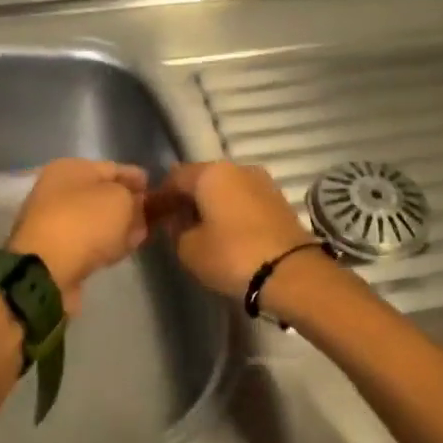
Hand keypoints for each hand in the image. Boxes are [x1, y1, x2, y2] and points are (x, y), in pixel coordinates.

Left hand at [7, 159, 149, 313]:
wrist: (46, 270)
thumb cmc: (85, 222)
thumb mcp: (120, 199)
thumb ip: (134, 199)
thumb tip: (136, 205)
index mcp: (69, 168)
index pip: (111, 168)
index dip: (136, 177)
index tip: (156, 188)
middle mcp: (57, 190)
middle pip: (101, 194)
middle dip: (127, 203)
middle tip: (152, 213)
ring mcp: (54, 221)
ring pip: (95, 219)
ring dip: (117, 225)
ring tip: (142, 233)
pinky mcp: (55, 250)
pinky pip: (88, 241)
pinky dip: (105, 243)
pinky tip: (122, 249)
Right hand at [148, 162, 315, 300]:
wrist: (291, 273)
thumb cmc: (232, 256)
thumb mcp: (188, 248)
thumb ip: (176, 229)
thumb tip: (178, 219)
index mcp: (211, 172)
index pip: (174, 177)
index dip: (160, 197)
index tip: (152, 217)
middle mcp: (238, 168)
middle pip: (202, 179)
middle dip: (187, 199)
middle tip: (175, 224)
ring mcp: (263, 182)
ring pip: (226, 189)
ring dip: (211, 205)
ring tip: (201, 231)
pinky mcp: (279, 201)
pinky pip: (244, 200)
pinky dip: (231, 212)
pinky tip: (226, 233)